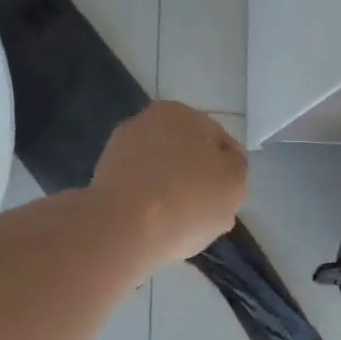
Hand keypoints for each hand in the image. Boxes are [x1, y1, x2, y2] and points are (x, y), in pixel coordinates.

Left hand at [93, 102, 248, 268]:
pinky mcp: (103, 180)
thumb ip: (237, 168)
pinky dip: (149, 207)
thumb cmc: (187, 199)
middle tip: (206, 214)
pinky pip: (139, 194)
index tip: (229, 200)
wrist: (122, 227)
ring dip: (172, 195)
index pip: (220, 142)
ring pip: (162, 176)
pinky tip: (154, 227)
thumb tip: (225, 167)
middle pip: (188, 157)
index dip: (230, 173)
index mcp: (181, 112)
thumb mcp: (235, 182)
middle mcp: (147, 122)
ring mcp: (120, 151)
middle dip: (199, 182)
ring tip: (179, 225)